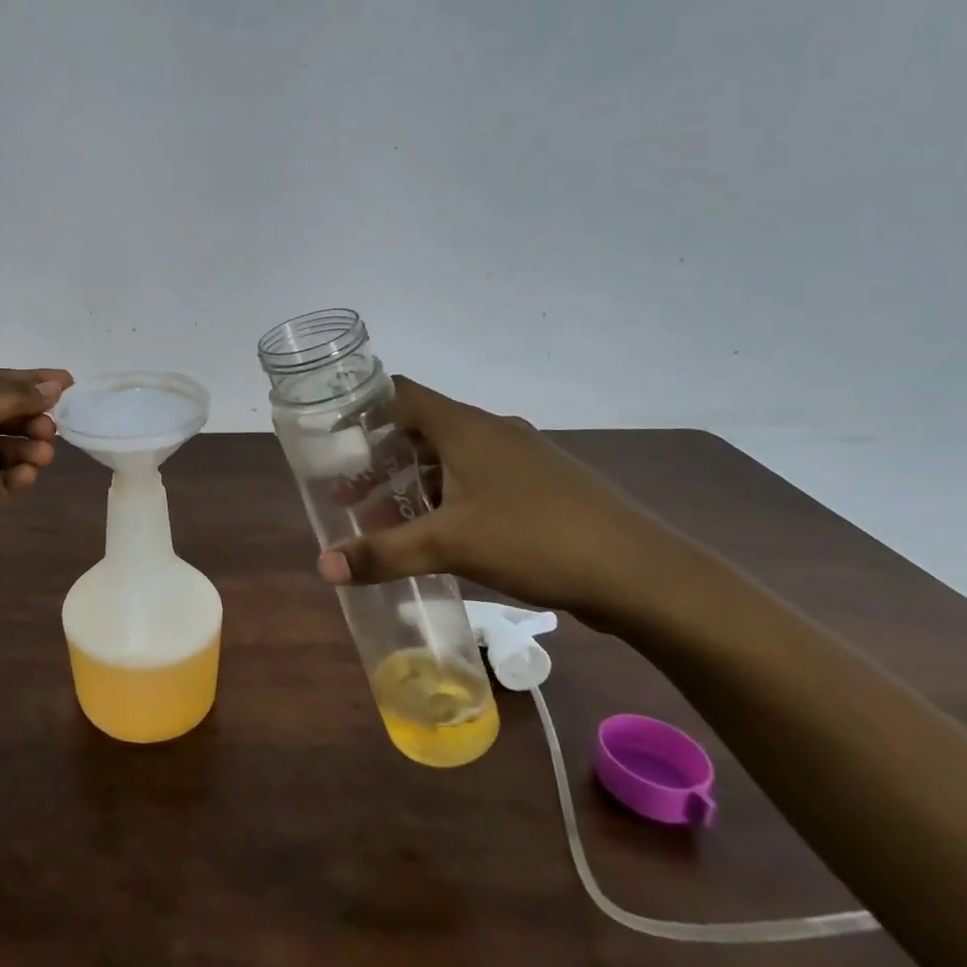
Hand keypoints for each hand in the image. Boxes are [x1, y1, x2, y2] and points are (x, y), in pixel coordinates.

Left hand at [0, 368, 73, 555]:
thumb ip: (14, 397)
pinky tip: (26, 477)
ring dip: (23, 450)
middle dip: (28, 420)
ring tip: (43, 457)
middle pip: (0, 415)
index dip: (31, 381)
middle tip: (51, 430)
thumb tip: (55, 385)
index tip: (68, 383)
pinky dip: (11, 476)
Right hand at [318, 377, 684, 624]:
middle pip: (422, 430)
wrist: (643, 573)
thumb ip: (384, 553)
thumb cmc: (535, 539)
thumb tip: (323, 566)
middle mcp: (492, 431)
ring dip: (417, 485)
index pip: (401, 394)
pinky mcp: (544, 486)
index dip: (364, 408)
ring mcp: (522, 458)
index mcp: (465, 427)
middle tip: (353, 497)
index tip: (336, 437)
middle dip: (383, 461)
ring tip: (392, 524)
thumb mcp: (449, 546)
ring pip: (453, 459)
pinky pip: (481, 479)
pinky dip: (452, 498)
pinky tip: (447, 537)